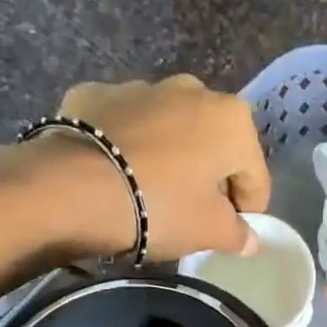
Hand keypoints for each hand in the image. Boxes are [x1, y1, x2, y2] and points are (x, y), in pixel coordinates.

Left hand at [45, 75, 270, 260]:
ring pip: (169, 131)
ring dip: (169, 158)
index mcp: (231, 120)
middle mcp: (192, 90)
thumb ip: (237, 234)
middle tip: (190, 215)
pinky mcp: (95, 94)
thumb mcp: (208, 231)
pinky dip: (126, 146)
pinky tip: (113, 174)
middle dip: (209, 178)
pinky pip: (124, 125)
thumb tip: (249, 239)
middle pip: (214, 146)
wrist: (72, 187)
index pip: (255, 176)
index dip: (247, 212)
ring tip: (148, 195)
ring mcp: (140, 87)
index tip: (229, 235)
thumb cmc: (159, 206)